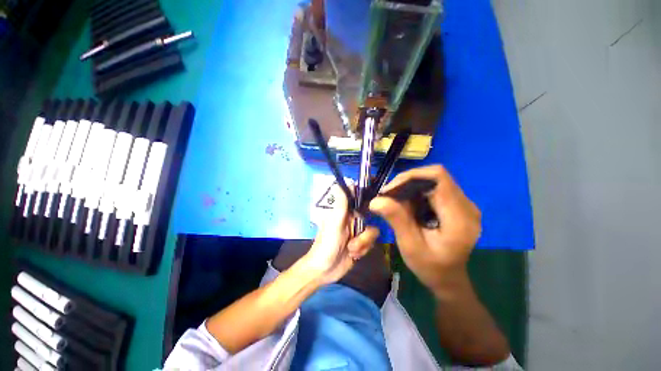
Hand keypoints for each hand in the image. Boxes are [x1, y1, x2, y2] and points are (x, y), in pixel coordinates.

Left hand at [302, 184, 379, 284]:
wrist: (324, 270)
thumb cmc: (326, 244)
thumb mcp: (334, 222)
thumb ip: (341, 204)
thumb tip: (339, 183)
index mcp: (344, 212)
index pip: (359, 200)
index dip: (368, 202)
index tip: (374, 208)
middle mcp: (352, 220)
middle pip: (370, 219)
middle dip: (364, 234)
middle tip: (353, 241)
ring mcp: (357, 232)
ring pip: (372, 232)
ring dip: (362, 244)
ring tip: (351, 250)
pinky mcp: (361, 244)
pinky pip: (371, 243)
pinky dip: (363, 250)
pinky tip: (353, 255)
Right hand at [369, 165, 480, 293]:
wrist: (448, 279)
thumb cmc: (430, 267)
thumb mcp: (410, 246)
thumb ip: (396, 220)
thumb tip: (376, 200)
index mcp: (459, 217)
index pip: (438, 178)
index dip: (411, 177)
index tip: (390, 190)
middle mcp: (467, 206)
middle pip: (435, 177)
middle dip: (407, 183)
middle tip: (388, 196)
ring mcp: (464, 205)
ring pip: (433, 181)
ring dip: (410, 188)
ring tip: (395, 202)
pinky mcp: (457, 205)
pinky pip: (434, 189)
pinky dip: (416, 193)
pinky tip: (407, 206)